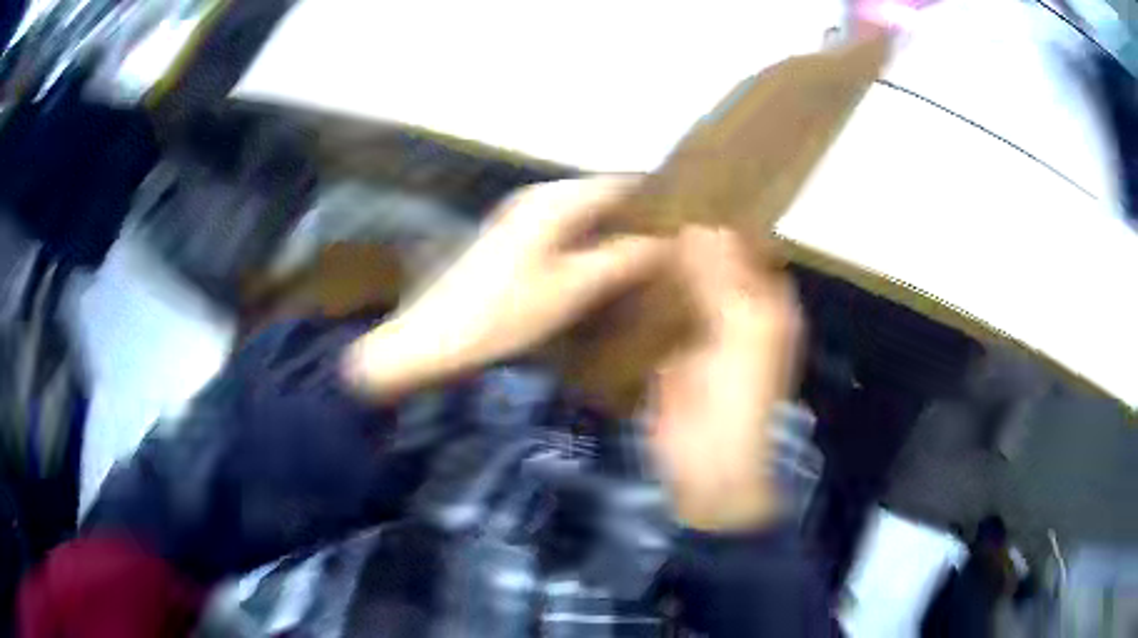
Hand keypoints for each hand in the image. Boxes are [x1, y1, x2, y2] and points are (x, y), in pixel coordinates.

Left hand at [346, 176, 665, 399]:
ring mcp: (519, 216)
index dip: (654, 196)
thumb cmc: (504, 313)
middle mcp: (538, 196)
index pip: (619, 183)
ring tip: (644, 255)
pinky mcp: (509, 239)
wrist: (432, 337)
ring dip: (610, 228)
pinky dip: (586, 240)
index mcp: (556, 200)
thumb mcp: (572, 289)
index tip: (685, 217)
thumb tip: (667, 242)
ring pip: (580, 212)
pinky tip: (600, 264)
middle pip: (599, 195)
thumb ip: (622, 260)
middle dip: (634, 214)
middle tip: (671, 243)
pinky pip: (562, 228)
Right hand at [648, 227, 801, 531]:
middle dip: (686, 238)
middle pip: (713, 263)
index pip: (748, 248)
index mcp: (766, 303)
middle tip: (646, 203)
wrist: (706, 462)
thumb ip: (722, 280)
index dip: (724, 220)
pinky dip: (646, 293)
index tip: (687, 190)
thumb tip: (700, 226)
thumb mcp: (741, 333)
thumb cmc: (737, 397)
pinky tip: (621, 268)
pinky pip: (661, 312)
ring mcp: (702, 329)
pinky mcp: (671, 348)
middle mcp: (737, 309)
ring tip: (629, 226)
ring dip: (664, 262)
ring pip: (685, 284)